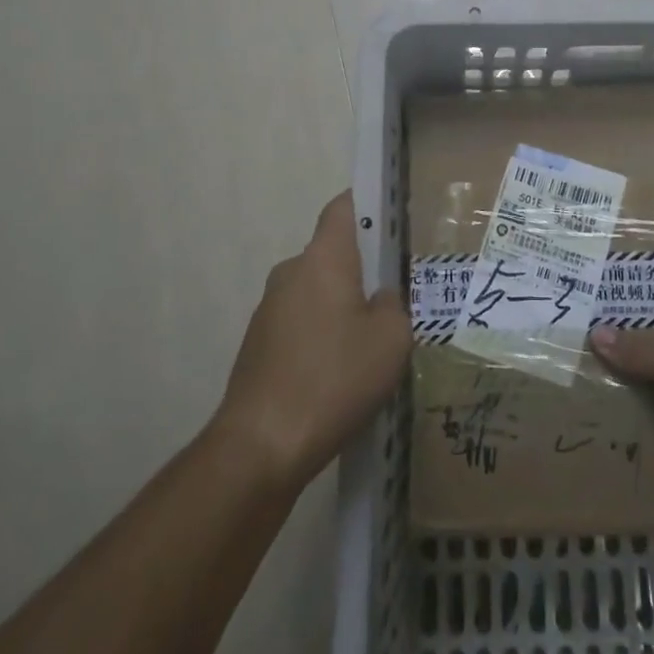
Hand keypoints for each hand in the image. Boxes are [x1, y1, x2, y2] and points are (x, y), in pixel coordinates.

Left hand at [215, 192, 410, 490]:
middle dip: (362, 269)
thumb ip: (393, 305)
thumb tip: (378, 299)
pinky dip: (321, 336)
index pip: (343, 208)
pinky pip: (300, 323)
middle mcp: (291, 272)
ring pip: (317, 291)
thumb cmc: (335, 379)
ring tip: (370, 346)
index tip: (393, 222)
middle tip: (395, 297)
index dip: (368, 206)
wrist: (261, 446)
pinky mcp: (258, 343)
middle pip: (332, 253)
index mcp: (324, 258)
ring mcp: (269, 308)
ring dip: (341, 307)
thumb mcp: (391, 340)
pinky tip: (339, 375)